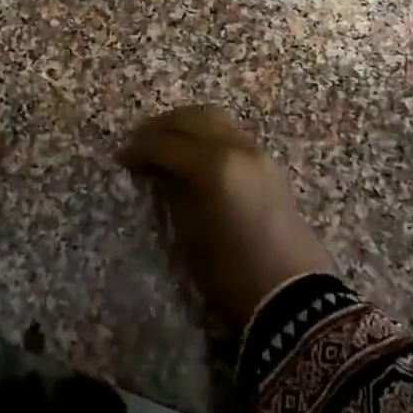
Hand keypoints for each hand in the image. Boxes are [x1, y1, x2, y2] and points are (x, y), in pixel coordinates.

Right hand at [119, 106, 331, 326]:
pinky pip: (230, 131)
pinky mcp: (267, 161)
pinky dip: (206, 133)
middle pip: (189, 119)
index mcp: (213, 165)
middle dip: (159, 127)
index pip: (165, 144)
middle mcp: (235, 147)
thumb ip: (170, 191)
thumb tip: (156, 171)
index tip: (121, 157)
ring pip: (213, 119)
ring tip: (164, 142)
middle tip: (138, 143)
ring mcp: (255, 151)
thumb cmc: (231, 271)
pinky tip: (193, 151)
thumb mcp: (189, 232)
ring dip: (184, 124)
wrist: (291, 293)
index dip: (139, 149)